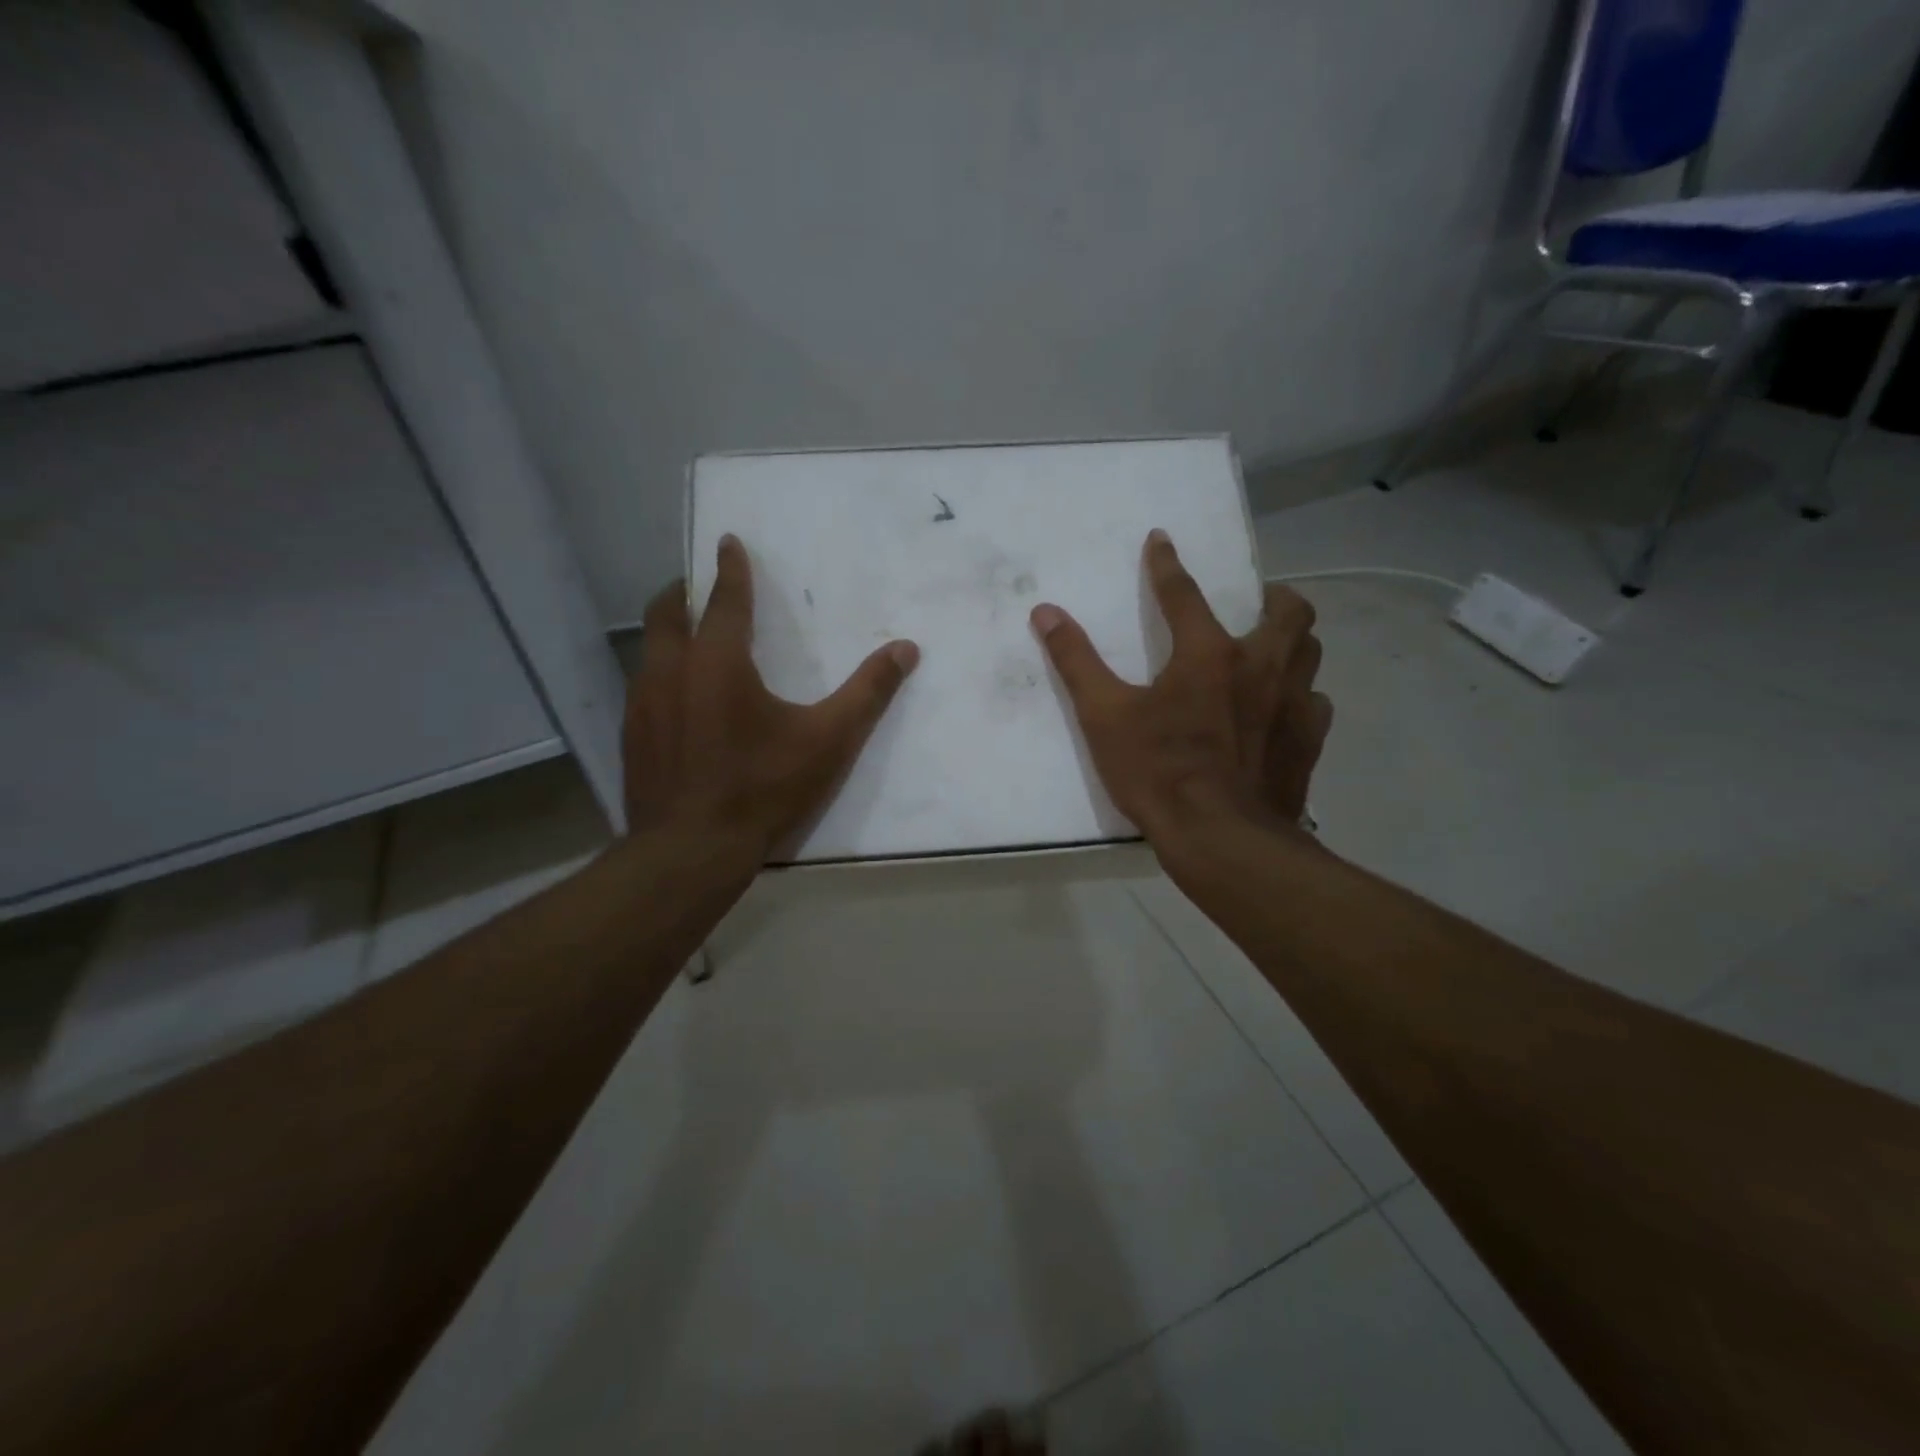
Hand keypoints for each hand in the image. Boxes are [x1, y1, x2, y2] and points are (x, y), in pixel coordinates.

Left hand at [622, 535, 919, 861]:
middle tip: (701, 587)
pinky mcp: (631, 737)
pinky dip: (662, 675)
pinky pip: (644, 687)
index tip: (728, 542)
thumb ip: (868, 692)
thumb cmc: (762, 788)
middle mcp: (670, 670)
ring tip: (692, 639)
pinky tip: (680, 701)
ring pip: (650, 650)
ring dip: (670, 633)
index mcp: (718, 661)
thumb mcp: (828, 741)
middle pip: (666, 612)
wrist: (689, 852)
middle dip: (685, 592)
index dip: (730, 567)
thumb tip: (906, 649)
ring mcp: (642, 704)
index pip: (724, 598)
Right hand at [1030, 528, 1331, 846]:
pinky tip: (1283, 711)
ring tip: (1272, 650)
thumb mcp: (1104, 716)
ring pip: (1311, 652)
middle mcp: (1262, 666)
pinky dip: (1301, 697)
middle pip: (1287, 611)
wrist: (1221, 838)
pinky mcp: (1309, 742)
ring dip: (1293, 641)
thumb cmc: (1159, 772)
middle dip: (1272, 596)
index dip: (1167, 565)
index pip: (1184, 594)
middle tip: (1254, 603)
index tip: (1162, 539)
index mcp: (1208, 654)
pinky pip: (1316, 703)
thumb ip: (1076, 661)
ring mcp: (1294, 704)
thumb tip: (1046, 612)